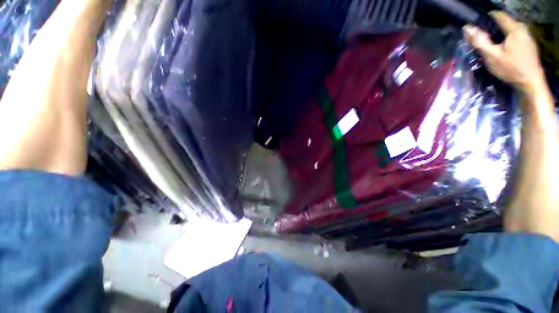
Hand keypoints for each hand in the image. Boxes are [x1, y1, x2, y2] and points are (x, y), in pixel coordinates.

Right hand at [463, 12, 545, 96]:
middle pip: (504, 22)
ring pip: (509, 29)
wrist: (530, 83)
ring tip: (491, 42)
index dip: (486, 18)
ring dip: (499, 33)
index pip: (498, 15)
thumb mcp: (491, 56)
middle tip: (482, 37)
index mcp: (514, 28)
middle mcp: (522, 28)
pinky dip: (506, 38)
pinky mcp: (529, 44)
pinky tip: (502, 47)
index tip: (477, 25)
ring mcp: (527, 36)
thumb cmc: (510, 69)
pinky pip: (514, 35)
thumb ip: (479, 41)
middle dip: (492, 27)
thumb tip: (466, 28)